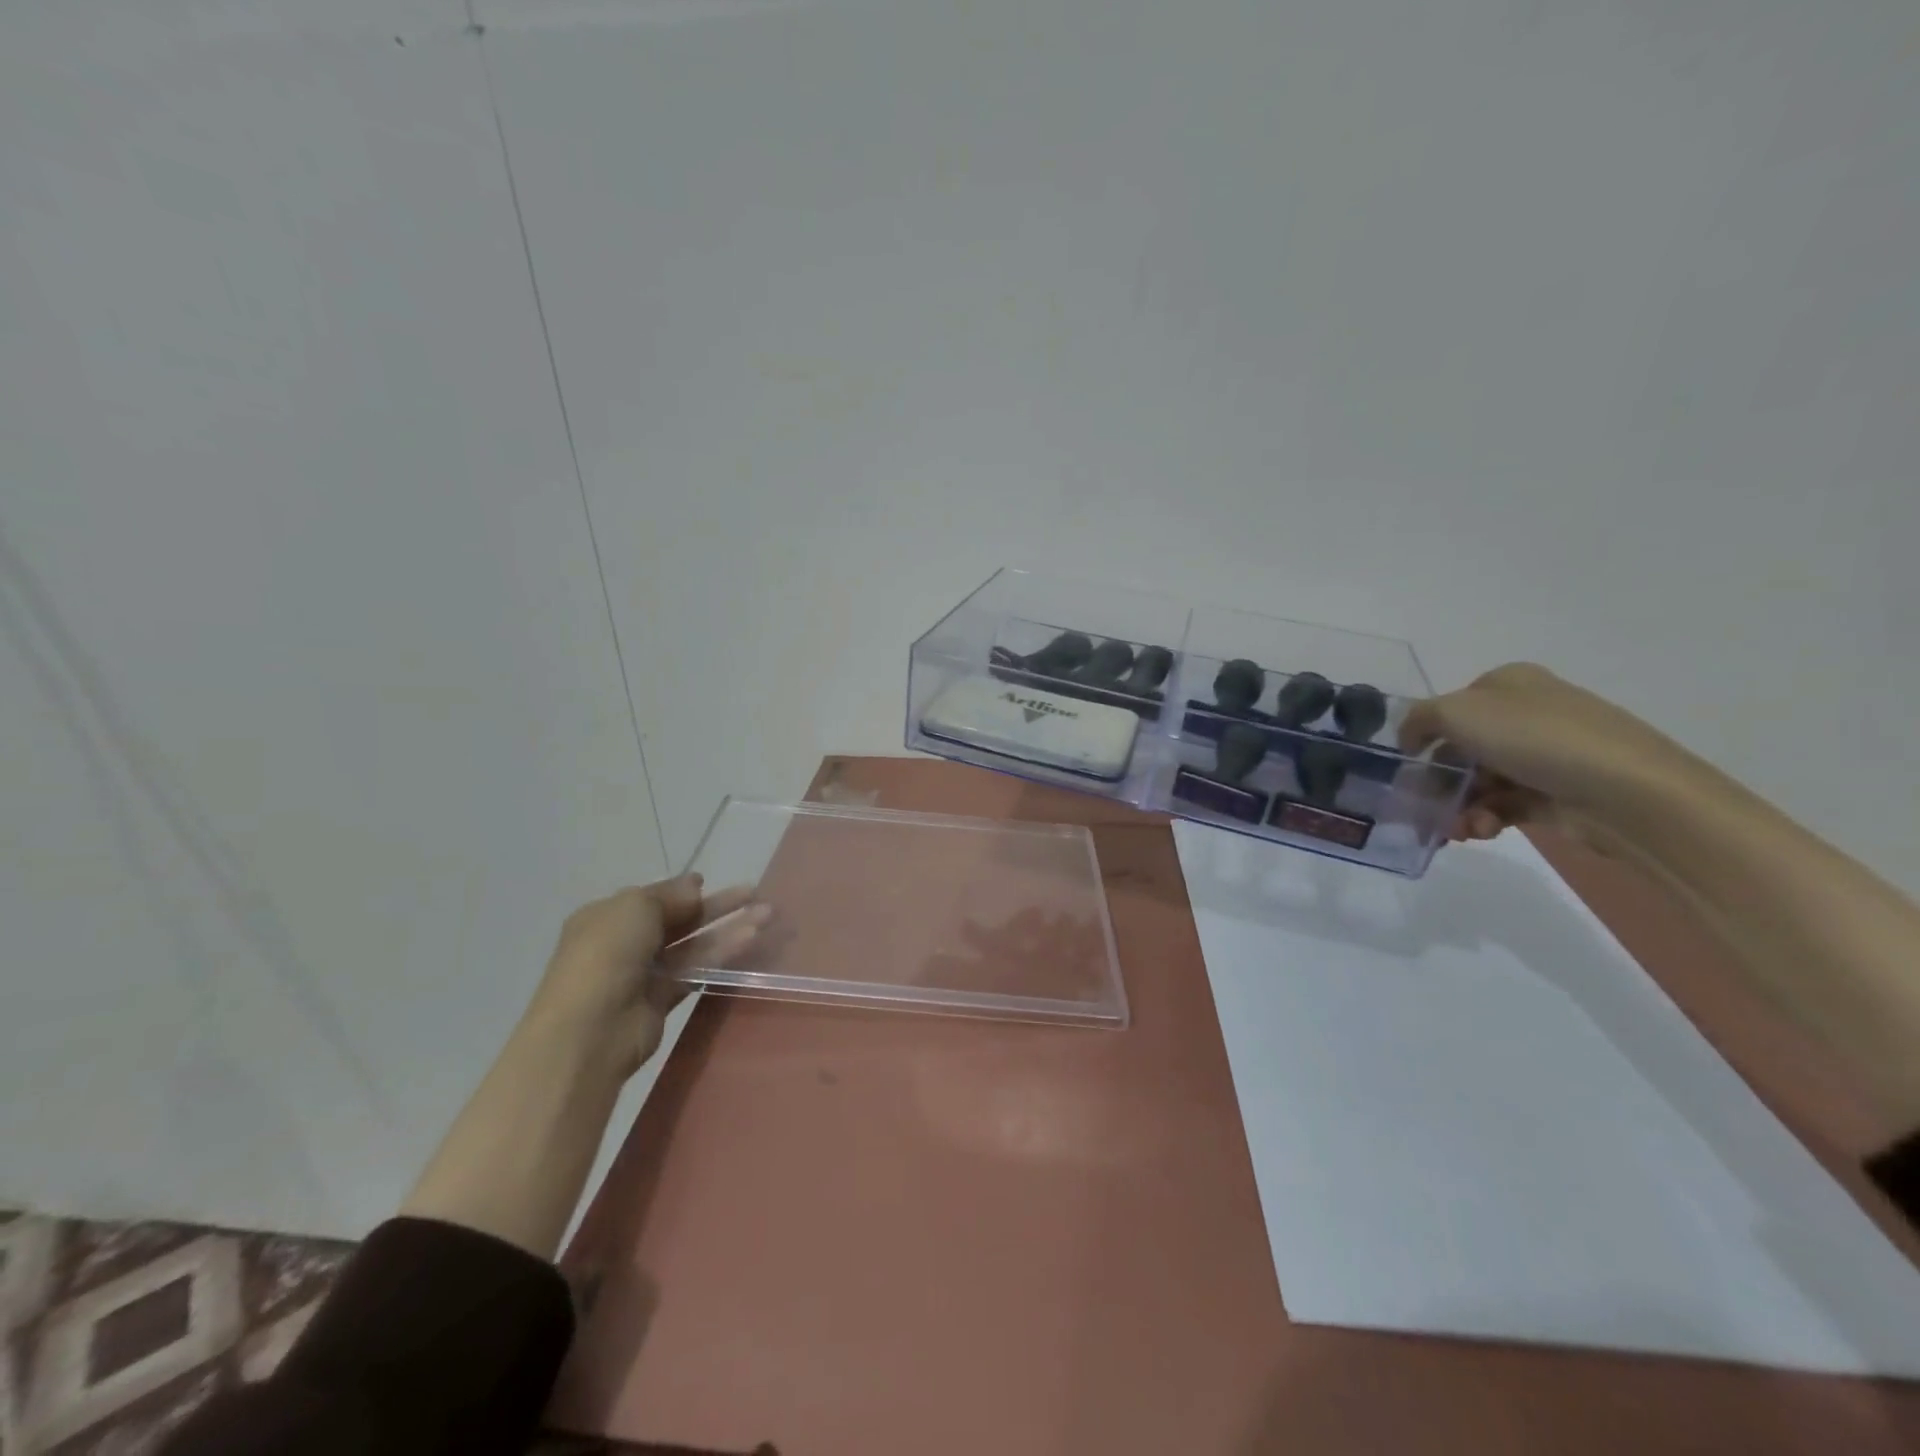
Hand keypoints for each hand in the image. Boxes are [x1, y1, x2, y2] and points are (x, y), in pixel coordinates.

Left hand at [526, 873, 767, 1076]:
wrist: (589, 1030)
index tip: (711, 882)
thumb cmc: (606, 955)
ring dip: (728, 929)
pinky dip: (722, 955)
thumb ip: (670, 895)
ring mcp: (643, 973)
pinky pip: (696, 970)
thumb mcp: (635, 908)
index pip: (652, 897)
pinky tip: (751, 941)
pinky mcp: (662, 1000)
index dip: (682, 890)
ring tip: (767, 916)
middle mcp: (624, 942)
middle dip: (717, 906)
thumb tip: (695, 885)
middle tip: (755, 894)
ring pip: (693, 945)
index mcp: (607, 916)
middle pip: (679, 919)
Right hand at [1399, 663, 1702, 843]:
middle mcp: (1527, 714)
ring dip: (1458, 806)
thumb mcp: (1456, 712)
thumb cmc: (1534, 738)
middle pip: (1462, 748)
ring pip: (1480, 781)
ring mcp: (1546, 755)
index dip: (1425, 734)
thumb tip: (1410, 738)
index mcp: (1508, 684)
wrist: (1627, 792)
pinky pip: (1504, 806)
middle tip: (1422, 805)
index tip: (1408, 764)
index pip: (1450, 706)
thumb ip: (1418, 720)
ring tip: (1456, 828)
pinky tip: (1480, 831)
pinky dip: (1484, 818)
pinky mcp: (1557, 794)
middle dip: (1439, 780)